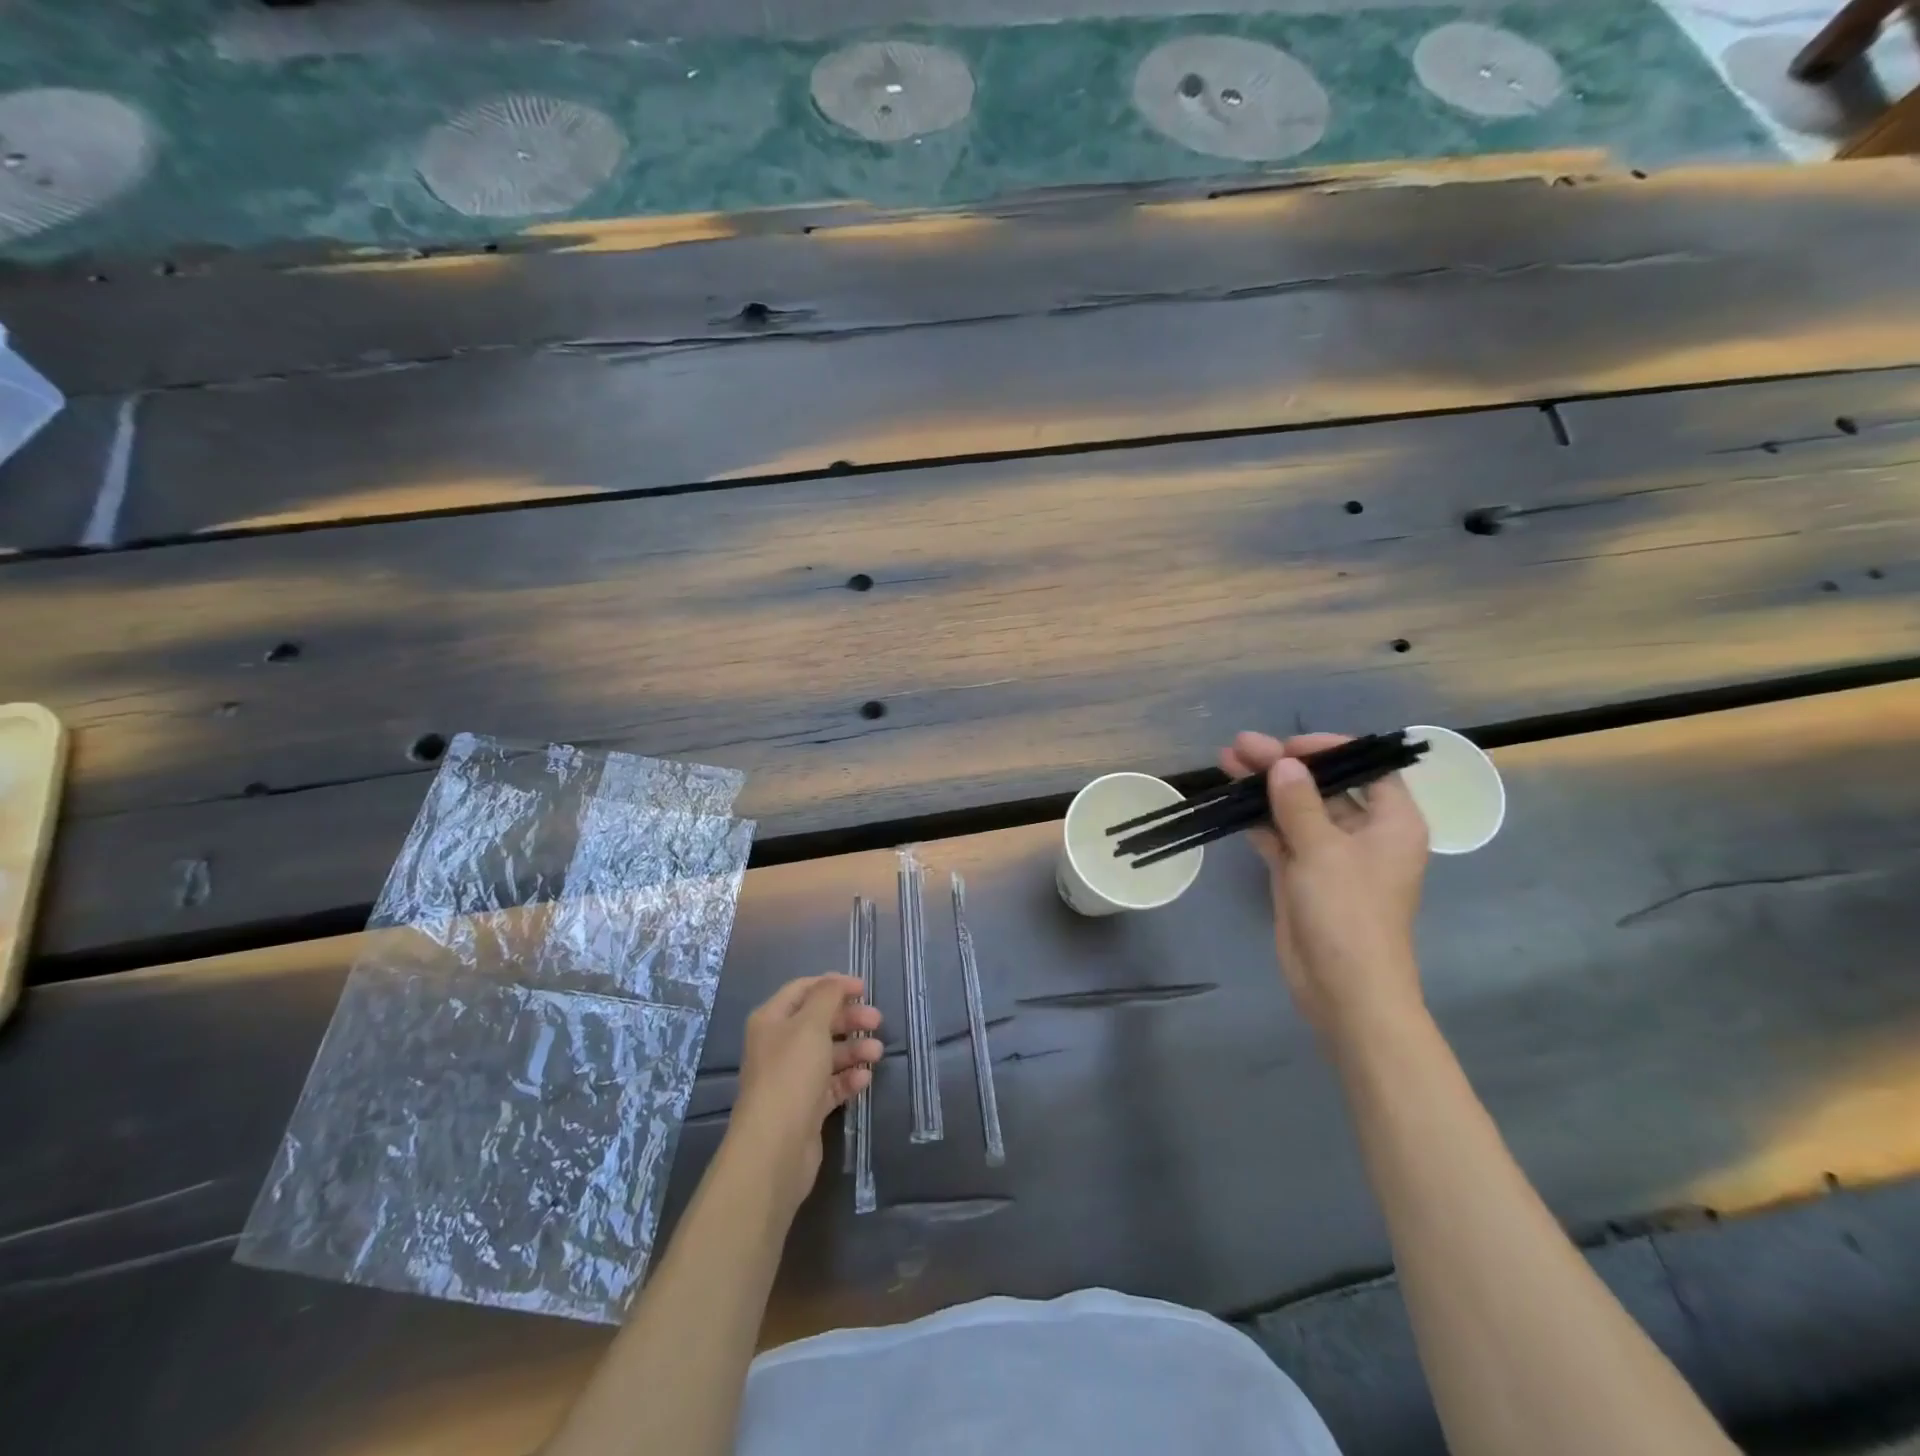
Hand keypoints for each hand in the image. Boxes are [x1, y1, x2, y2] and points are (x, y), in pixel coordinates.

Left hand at [727, 974, 882, 1213]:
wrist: (775, 1148)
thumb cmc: (791, 1075)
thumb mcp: (811, 1025)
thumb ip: (827, 997)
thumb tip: (836, 981)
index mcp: (772, 1020)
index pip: (803, 990)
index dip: (833, 985)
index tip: (864, 989)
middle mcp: (778, 1046)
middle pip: (818, 1022)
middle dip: (849, 1018)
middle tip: (877, 1021)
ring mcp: (791, 1078)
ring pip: (828, 1054)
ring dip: (854, 1050)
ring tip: (877, 1054)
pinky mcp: (805, 1107)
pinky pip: (830, 1084)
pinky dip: (848, 1079)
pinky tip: (864, 1079)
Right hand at [1222, 731, 1429, 1041]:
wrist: (1344, 989)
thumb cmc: (1348, 913)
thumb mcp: (1323, 851)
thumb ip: (1299, 803)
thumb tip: (1284, 764)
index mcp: (1392, 822)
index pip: (1367, 768)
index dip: (1330, 750)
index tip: (1289, 746)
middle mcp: (1364, 833)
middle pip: (1323, 786)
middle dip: (1283, 765)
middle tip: (1240, 746)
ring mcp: (1329, 855)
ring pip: (1295, 809)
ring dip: (1264, 788)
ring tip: (1225, 761)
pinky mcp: (1302, 875)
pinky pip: (1280, 836)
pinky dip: (1258, 819)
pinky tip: (1231, 800)